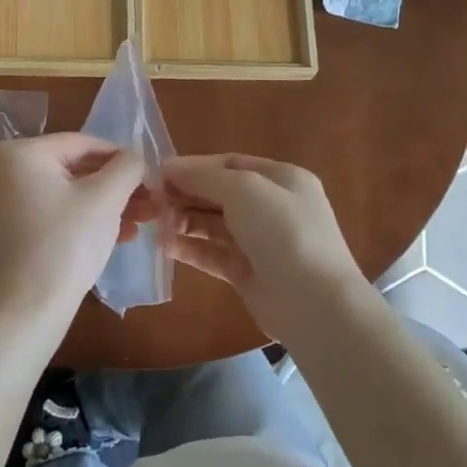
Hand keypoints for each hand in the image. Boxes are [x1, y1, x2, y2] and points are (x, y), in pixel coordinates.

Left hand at [0, 133, 155, 320]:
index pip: (83, 144)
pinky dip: (79, 220)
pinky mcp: (2, 231)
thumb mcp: (106, 198)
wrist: (27, 310)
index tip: (151, 177)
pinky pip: (48, 213)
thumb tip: (135, 158)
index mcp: (19, 153)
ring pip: (63, 194)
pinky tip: (114, 237)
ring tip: (138, 224)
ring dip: (103, 207)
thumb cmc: (67, 244)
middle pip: (73, 170)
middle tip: (149, 204)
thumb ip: (127, 166)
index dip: (122, 158)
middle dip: (115, 188)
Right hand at [161, 154, 371, 339]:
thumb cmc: (283, 233)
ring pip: (214, 224)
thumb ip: (205, 177)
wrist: (314, 302)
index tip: (159, 174)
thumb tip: (169, 167)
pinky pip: (213, 254)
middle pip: (220, 194)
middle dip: (186, 194)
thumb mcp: (245, 190)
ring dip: (184, 221)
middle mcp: (272, 207)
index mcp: (281, 179)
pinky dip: (190, 248)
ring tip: (156, 224)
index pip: (230, 164)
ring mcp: (260, 242)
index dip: (194, 167)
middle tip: (152, 201)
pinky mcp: (247, 272)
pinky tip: (165, 246)